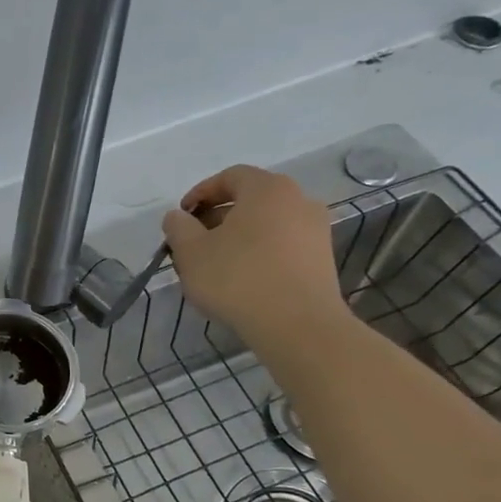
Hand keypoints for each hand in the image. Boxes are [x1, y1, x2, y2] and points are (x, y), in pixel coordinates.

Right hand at [161, 165, 344, 342]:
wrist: (297, 325)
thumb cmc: (237, 278)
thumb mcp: (190, 252)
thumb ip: (178, 227)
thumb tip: (178, 217)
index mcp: (267, 189)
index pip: (230, 176)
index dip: (200, 193)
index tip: (182, 217)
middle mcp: (299, 200)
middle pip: (250, 199)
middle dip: (218, 217)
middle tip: (194, 242)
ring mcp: (316, 230)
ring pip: (267, 224)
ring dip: (238, 237)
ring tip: (215, 264)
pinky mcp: (322, 259)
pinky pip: (282, 245)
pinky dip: (259, 253)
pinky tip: (242, 279)